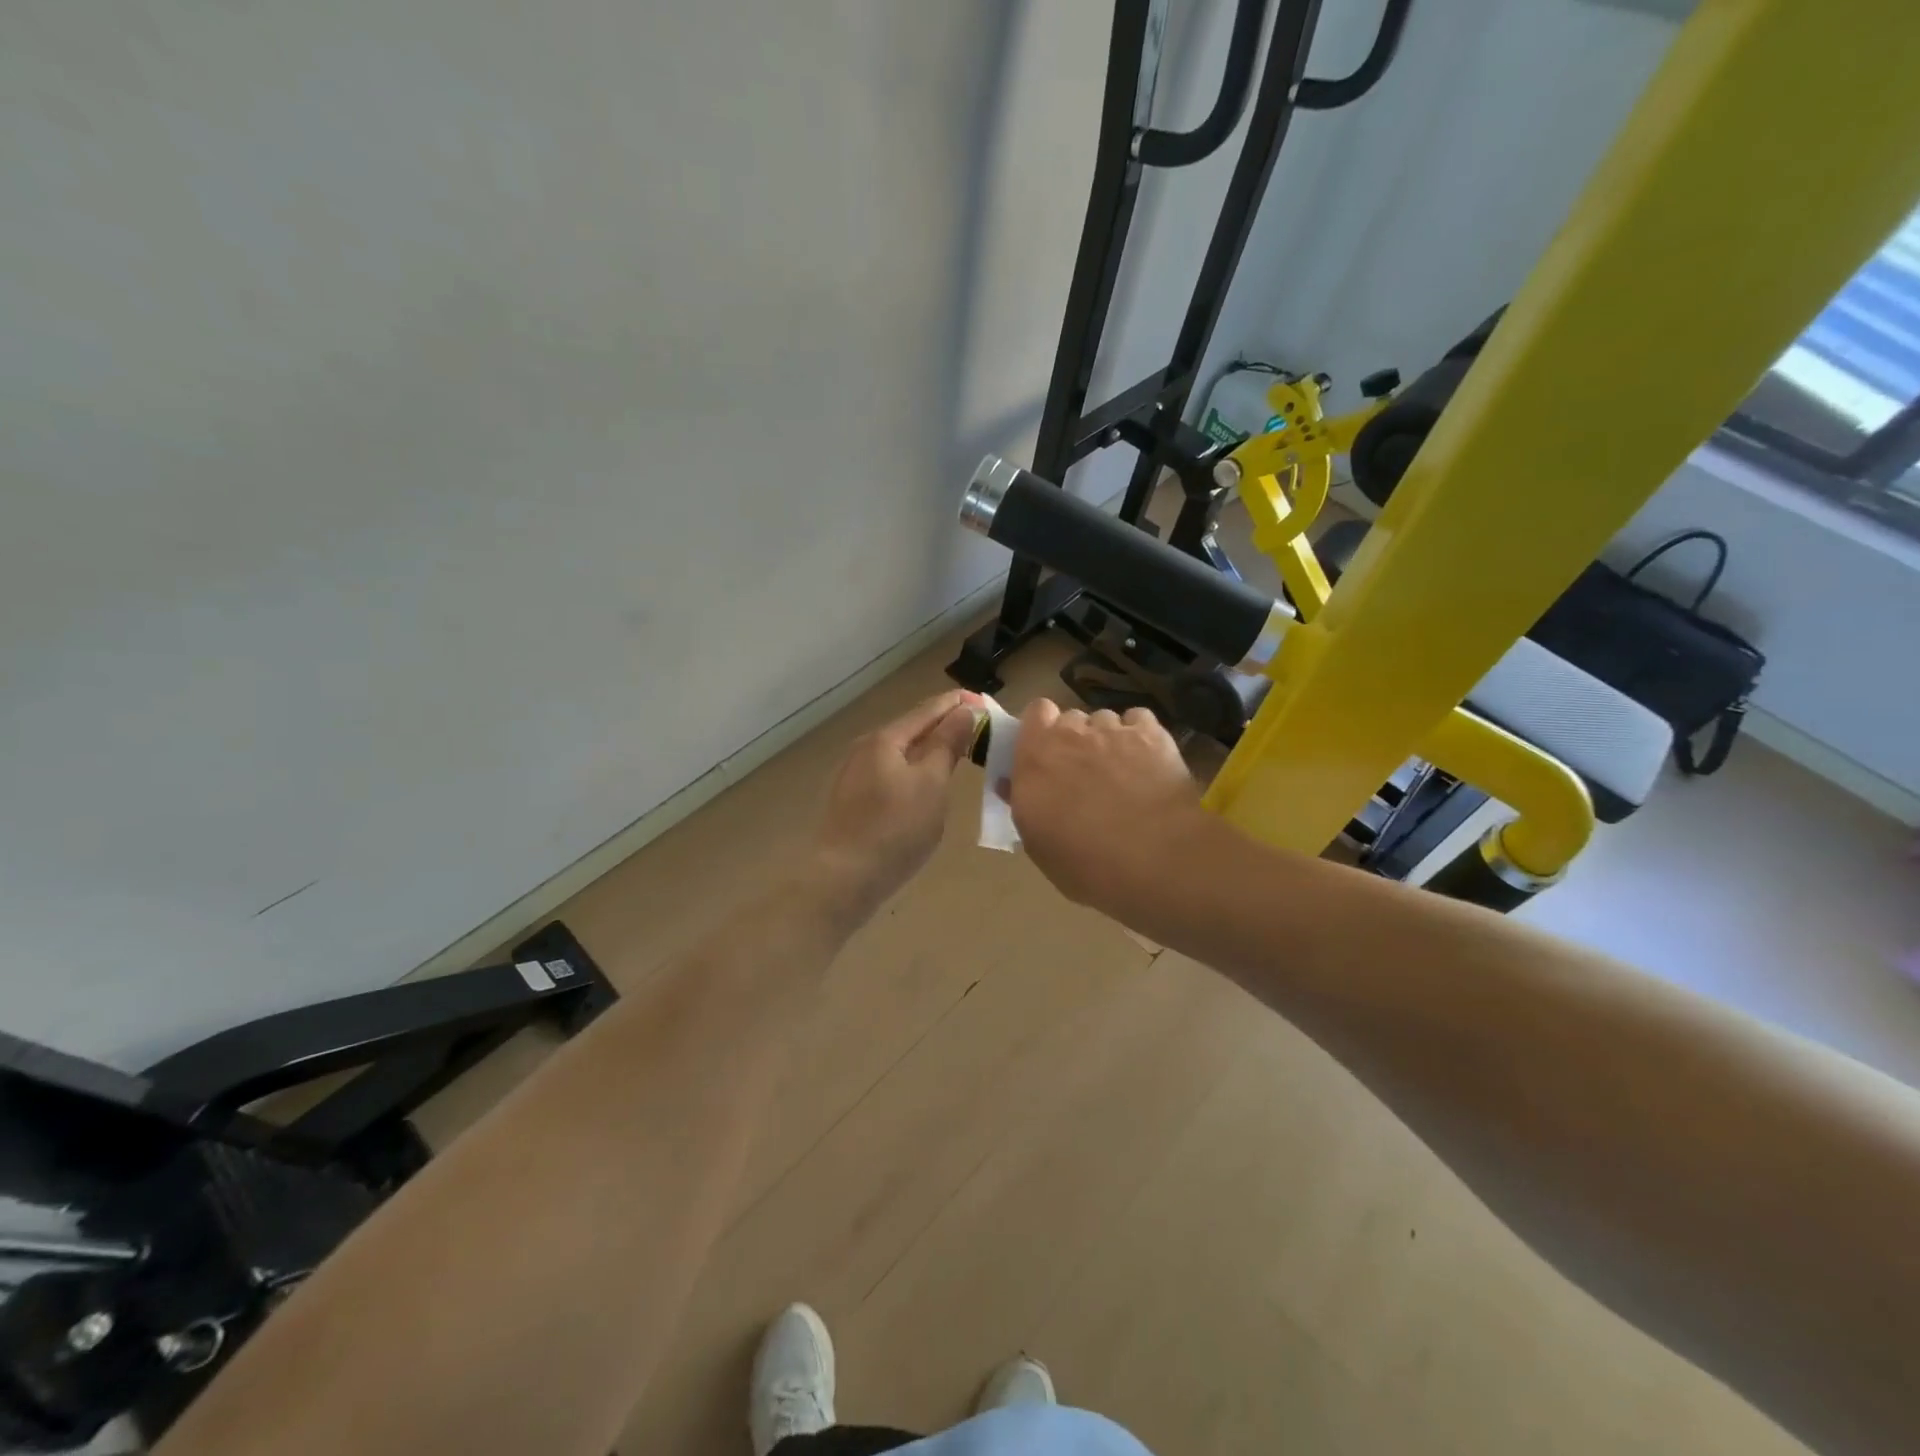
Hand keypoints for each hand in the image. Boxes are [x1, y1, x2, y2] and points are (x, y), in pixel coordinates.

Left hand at [806, 689, 981, 923]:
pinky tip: (927, 782)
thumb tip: (964, 711)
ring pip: (901, 752)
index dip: (958, 704)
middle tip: (979, 729)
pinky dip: (914, 769)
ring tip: (959, 753)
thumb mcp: (931, 784)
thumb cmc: (895, 829)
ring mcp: (855, 774)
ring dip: (930, 748)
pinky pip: (892, 772)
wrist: (843, 879)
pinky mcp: (854, 798)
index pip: (929, 710)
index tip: (986, 702)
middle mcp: (866, 748)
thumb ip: (947, 744)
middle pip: (912, 728)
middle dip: (945, 725)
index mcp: (885, 738)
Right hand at [1009, 701, 1206, 910]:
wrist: (1154, 859)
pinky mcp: (1152, 734)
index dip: (1043, 729)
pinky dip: (1140, 735)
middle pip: (1071, 719)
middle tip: (1085, 773)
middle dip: (1076, 740)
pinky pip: (1139, 720)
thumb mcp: (1038, 844)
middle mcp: (1070, 735)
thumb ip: (1023, 804)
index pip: (1035, 713)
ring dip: (1108, 739)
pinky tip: (1147, 761)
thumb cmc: (1085, 863)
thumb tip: (1012, 785)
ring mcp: (1112, 730)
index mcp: (1035, 758)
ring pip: (1105, 720)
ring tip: (1122, 772)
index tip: (1047, 754)